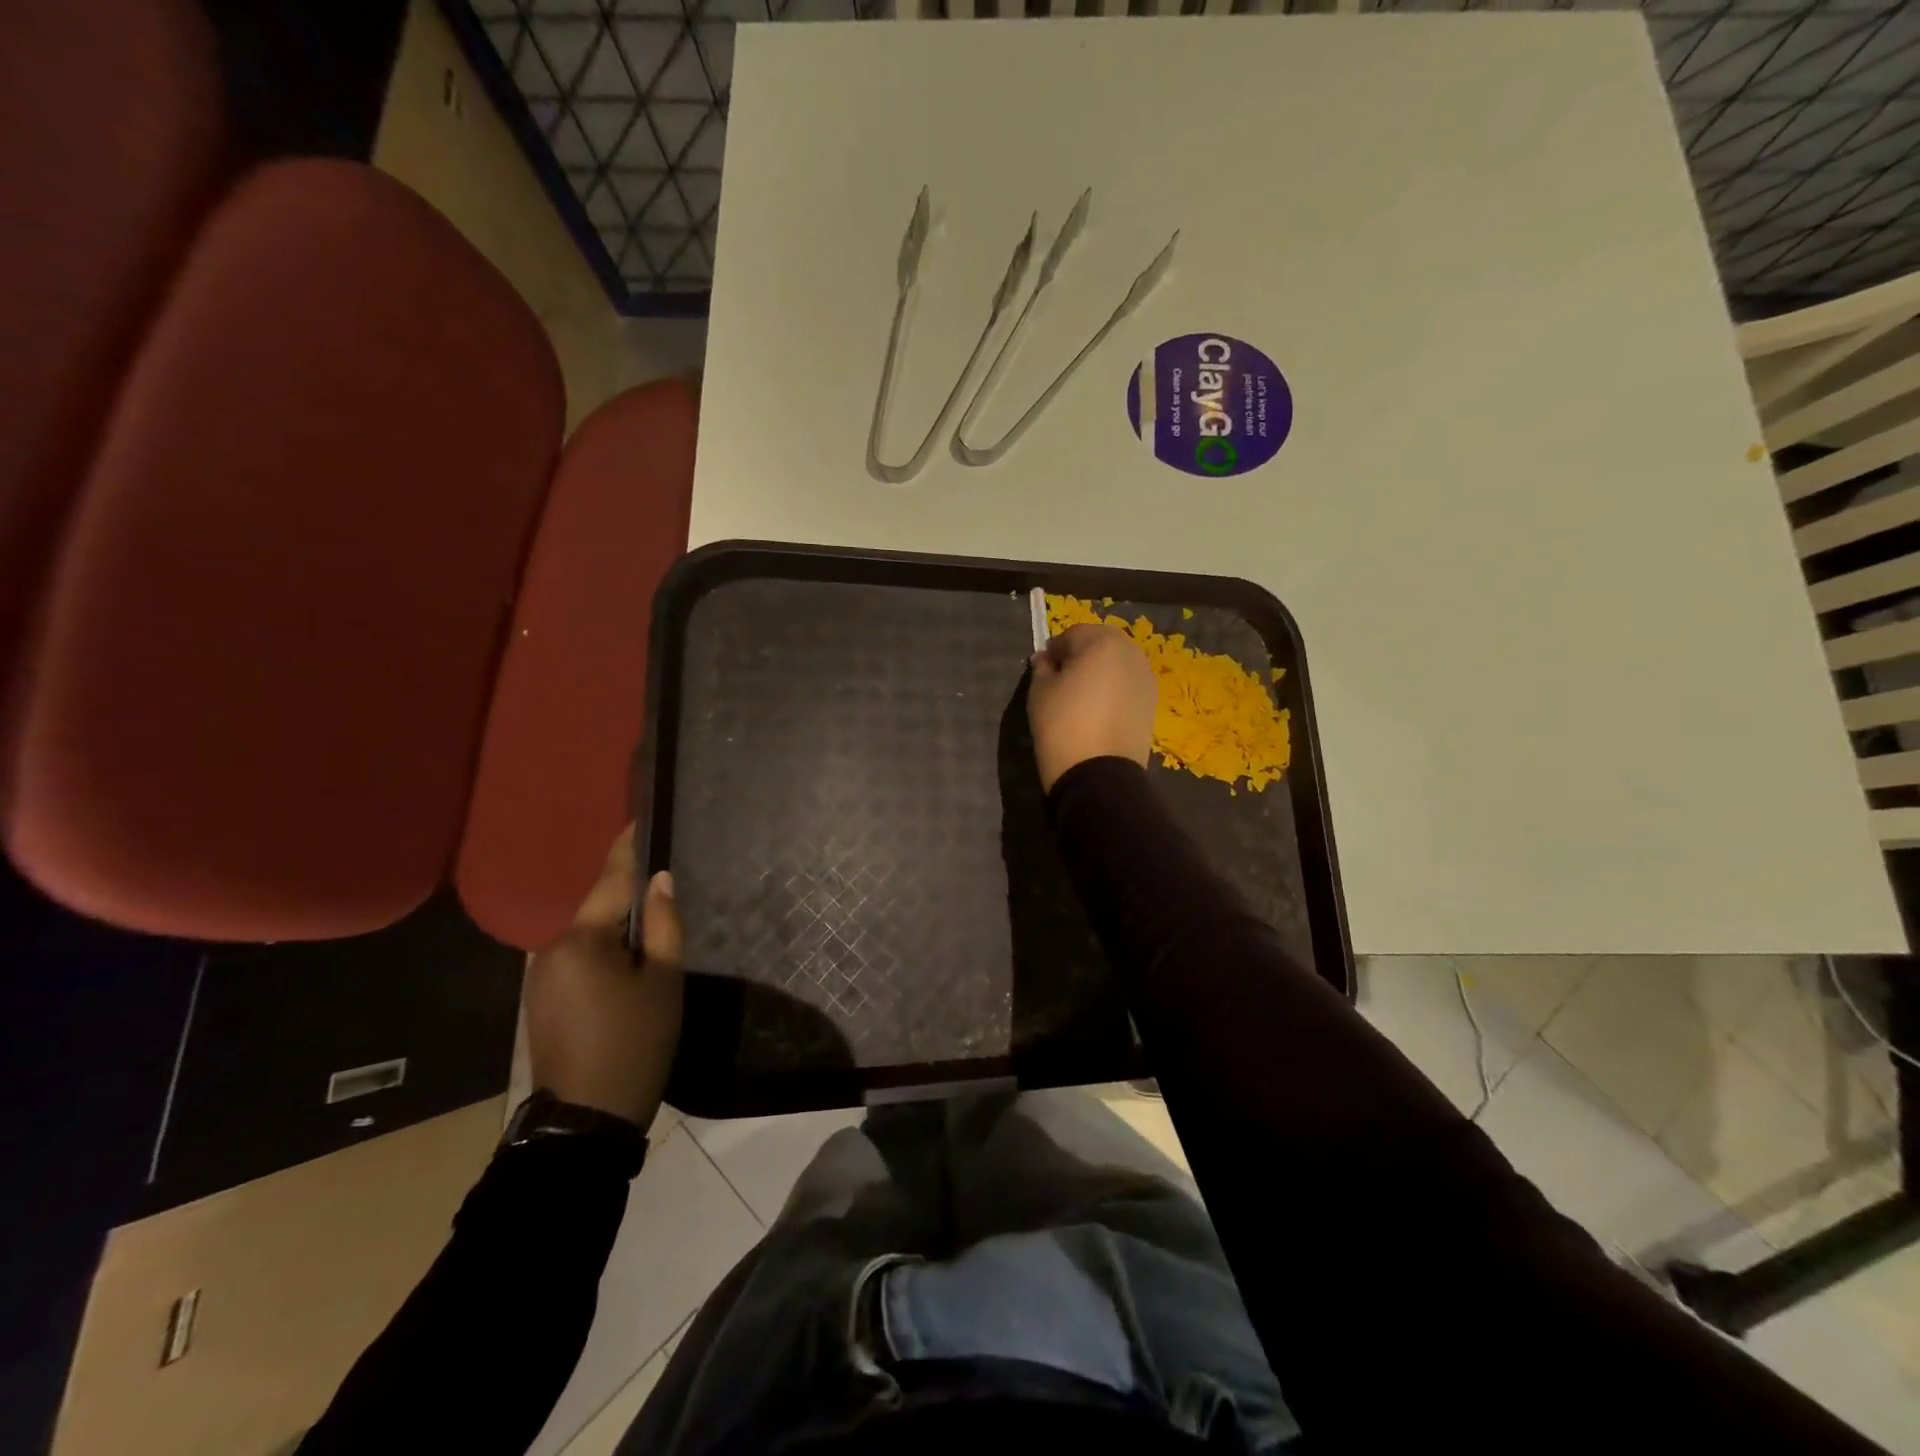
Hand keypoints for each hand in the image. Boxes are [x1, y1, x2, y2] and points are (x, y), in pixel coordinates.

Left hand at [523, 827, 683, 1129]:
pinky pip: (578, 960)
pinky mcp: (541, 1000)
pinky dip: (603, 953)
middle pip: (599, 910)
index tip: (638, 819)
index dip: (627, 849)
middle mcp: (551, 949)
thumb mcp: (663, 980)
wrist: (587, 1120)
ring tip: (650, 927)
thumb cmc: (635, 1042)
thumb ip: (662, 924)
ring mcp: (541, 977)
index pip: (611, 881)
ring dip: (615, 929)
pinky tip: (626, 965)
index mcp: (582, 940)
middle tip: (662, 885)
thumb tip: (659, 879)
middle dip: (627, 897)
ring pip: (588, 937)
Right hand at [1027, 622, 1157, 792]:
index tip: (1042, 669)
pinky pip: (1128, 683)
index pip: (1072, 634)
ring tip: (1081, 696)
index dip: (1054, 650)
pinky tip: (1098, 709)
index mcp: (1102, 642)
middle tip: (1062, 680)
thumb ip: (1042, 667)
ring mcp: (1146, 677)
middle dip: (1081, 655)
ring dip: (1099, 671)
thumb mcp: (1040, 692)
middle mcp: (1130, 652)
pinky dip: (1114, 688)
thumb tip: (1046, 659)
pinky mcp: (1152, 701)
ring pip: (1117, 663)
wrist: (1099, 773)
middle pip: (1100, 643)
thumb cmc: (1063, 725)